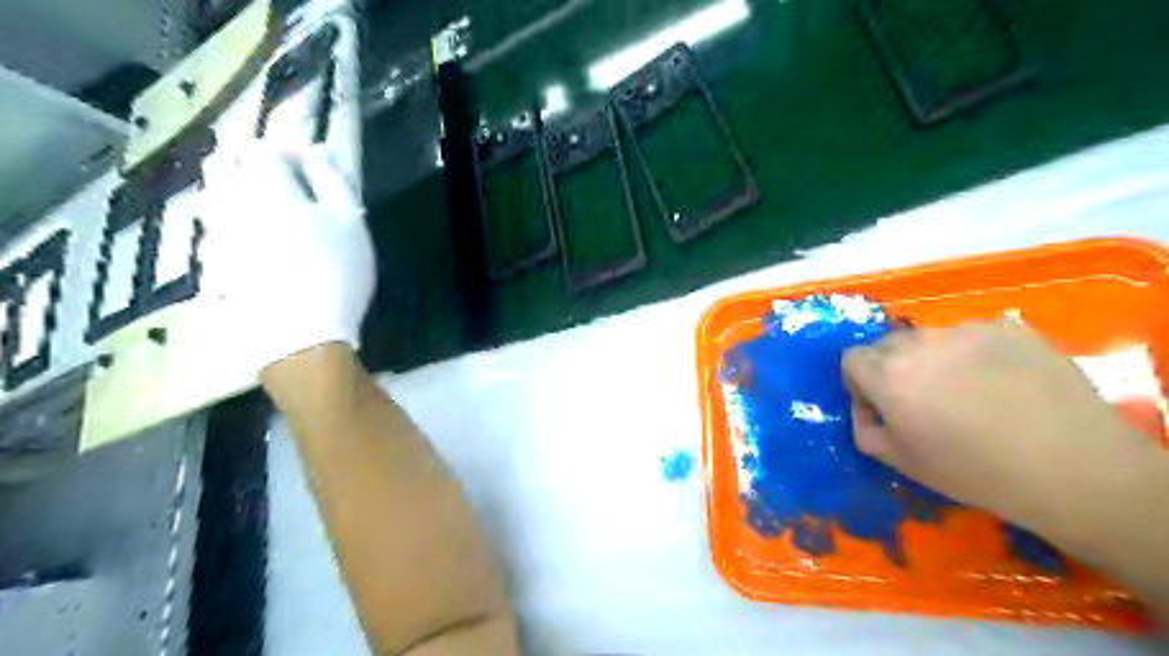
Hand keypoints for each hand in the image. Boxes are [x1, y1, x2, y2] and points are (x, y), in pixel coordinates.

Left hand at [199, 145, 372, 371]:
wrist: (300, 336)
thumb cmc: (336, 272)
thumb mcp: (350, 222)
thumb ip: (333, 179)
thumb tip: (317, 151)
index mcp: (266, 187)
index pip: (261, 147)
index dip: (286, 148)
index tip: (310, 162)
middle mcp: (230, 204)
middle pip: (222, 164)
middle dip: (250, 162)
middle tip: (283, 178)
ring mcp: (215, 236)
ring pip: (213, 196)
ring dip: (236, 192)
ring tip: (268, 210)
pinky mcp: (212, 266)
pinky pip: (213, 232)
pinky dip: (231, 227)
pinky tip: (255, 247)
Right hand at [841, 320, 1147, 531]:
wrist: (1074, 468)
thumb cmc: (976, 472)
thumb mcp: (902, 463)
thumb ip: (865, 429)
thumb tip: (866, 408)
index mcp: (889, 376)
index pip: (851, 358)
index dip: (860, 382)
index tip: (884, 406)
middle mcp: (920, 343)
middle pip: (887, 344)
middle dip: (893, 368)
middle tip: (923, 401)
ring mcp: (966, 330)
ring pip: (929, 338)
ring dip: (932, 359)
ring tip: (967, 392)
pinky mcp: (1008, 328)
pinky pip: (971, 335)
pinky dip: (973, 354)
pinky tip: (1001, 383)